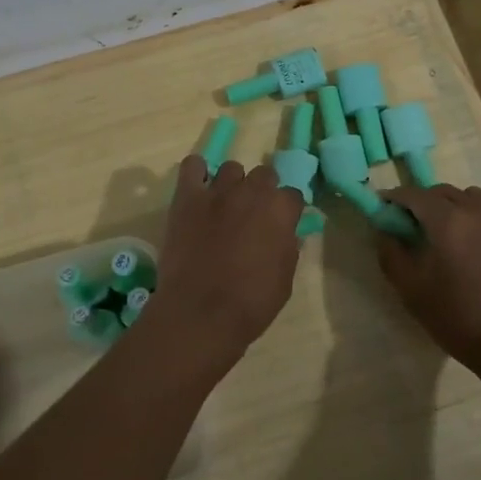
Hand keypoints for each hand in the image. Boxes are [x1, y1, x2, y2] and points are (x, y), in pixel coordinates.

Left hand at [150, 155, 305, 366]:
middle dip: (262, 191)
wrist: (201, 312)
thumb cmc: (250, 303)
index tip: (281, 224)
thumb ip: (288, 248)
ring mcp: (217, 191)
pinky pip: (192, 166)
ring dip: (232, 184)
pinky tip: (198, 190)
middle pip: (264, 175)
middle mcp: (252, 192)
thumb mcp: (285, 280)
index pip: (293, 195)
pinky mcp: (187, 197)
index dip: (287, 210)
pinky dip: (197, 173)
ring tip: (224, 205)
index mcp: (280, 211)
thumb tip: (286, 233)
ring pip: (231, 169)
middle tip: (253, 215)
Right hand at [375, 184, 480, 385]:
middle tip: (414, 227)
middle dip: (425, 202)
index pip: (414, 194)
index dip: (395, 198)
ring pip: (475, 202)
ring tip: (450, 238)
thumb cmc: (462, 319)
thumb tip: (385, 232)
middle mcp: (479, 212)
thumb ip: (392, 255)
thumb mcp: (413, 292)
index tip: (385, 209)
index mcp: (448, 220)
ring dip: (456, 209)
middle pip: (445, 192)